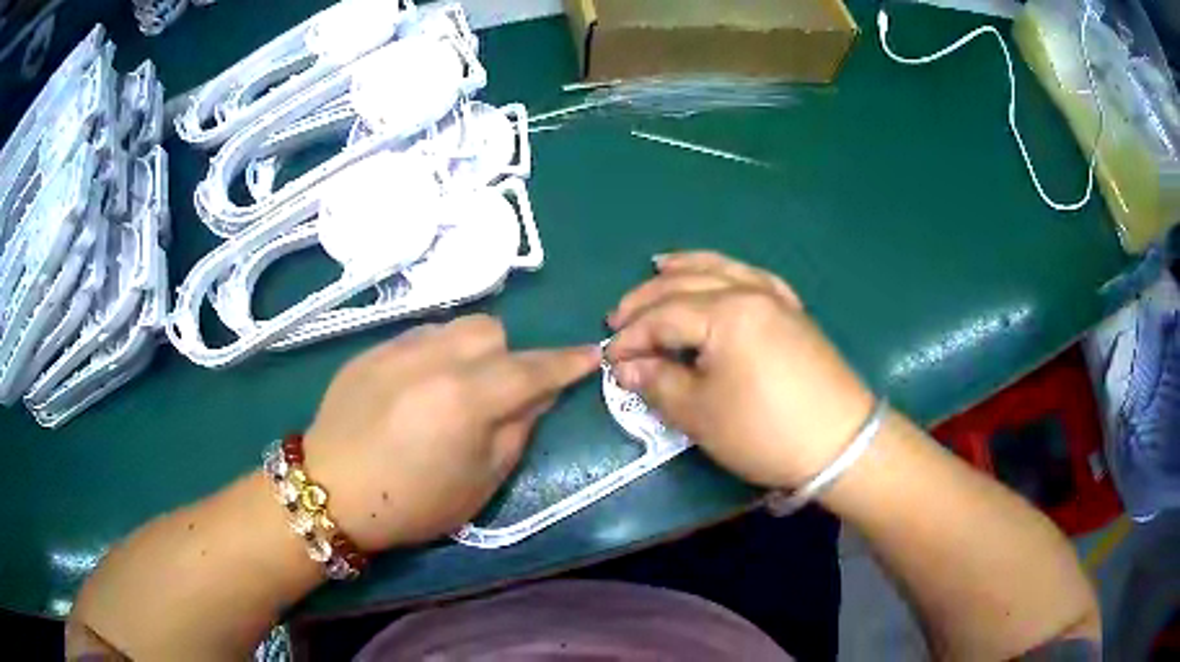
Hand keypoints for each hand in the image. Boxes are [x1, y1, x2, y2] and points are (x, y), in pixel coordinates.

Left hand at [303, 315, 599, 550]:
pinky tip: (417, 389)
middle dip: (507, 356)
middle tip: (496, 393)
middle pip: (491, 331)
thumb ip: (517, 431)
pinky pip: (419, 336)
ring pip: (454, 327)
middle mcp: (434, 359)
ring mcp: (397, 348)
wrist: (330, 490)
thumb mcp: (480, 482)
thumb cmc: (412, 502)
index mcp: (466, 399)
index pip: (532, 369)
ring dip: (470, 351)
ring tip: (454, 387)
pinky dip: (434, 355)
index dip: (566, 363)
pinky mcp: (371, 350)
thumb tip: (539, 394)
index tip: (591, 355)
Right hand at [606, 252, 874, 487]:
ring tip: (657, 266)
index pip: (664, 316)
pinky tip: (717, 273)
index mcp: (726, 313)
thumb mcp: (701, 414)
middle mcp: (750, 293)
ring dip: (685, 269)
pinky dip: (725, 271)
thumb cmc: (765, 431)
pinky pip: (752, 277)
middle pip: (687, 285)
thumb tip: (627, 368)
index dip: (632, 338)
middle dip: (647, 301)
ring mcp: (776, 298)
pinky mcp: (792, 312)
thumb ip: (658, 384)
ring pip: (721, 270)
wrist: (840, 443)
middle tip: (618, 320)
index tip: (610, 360)